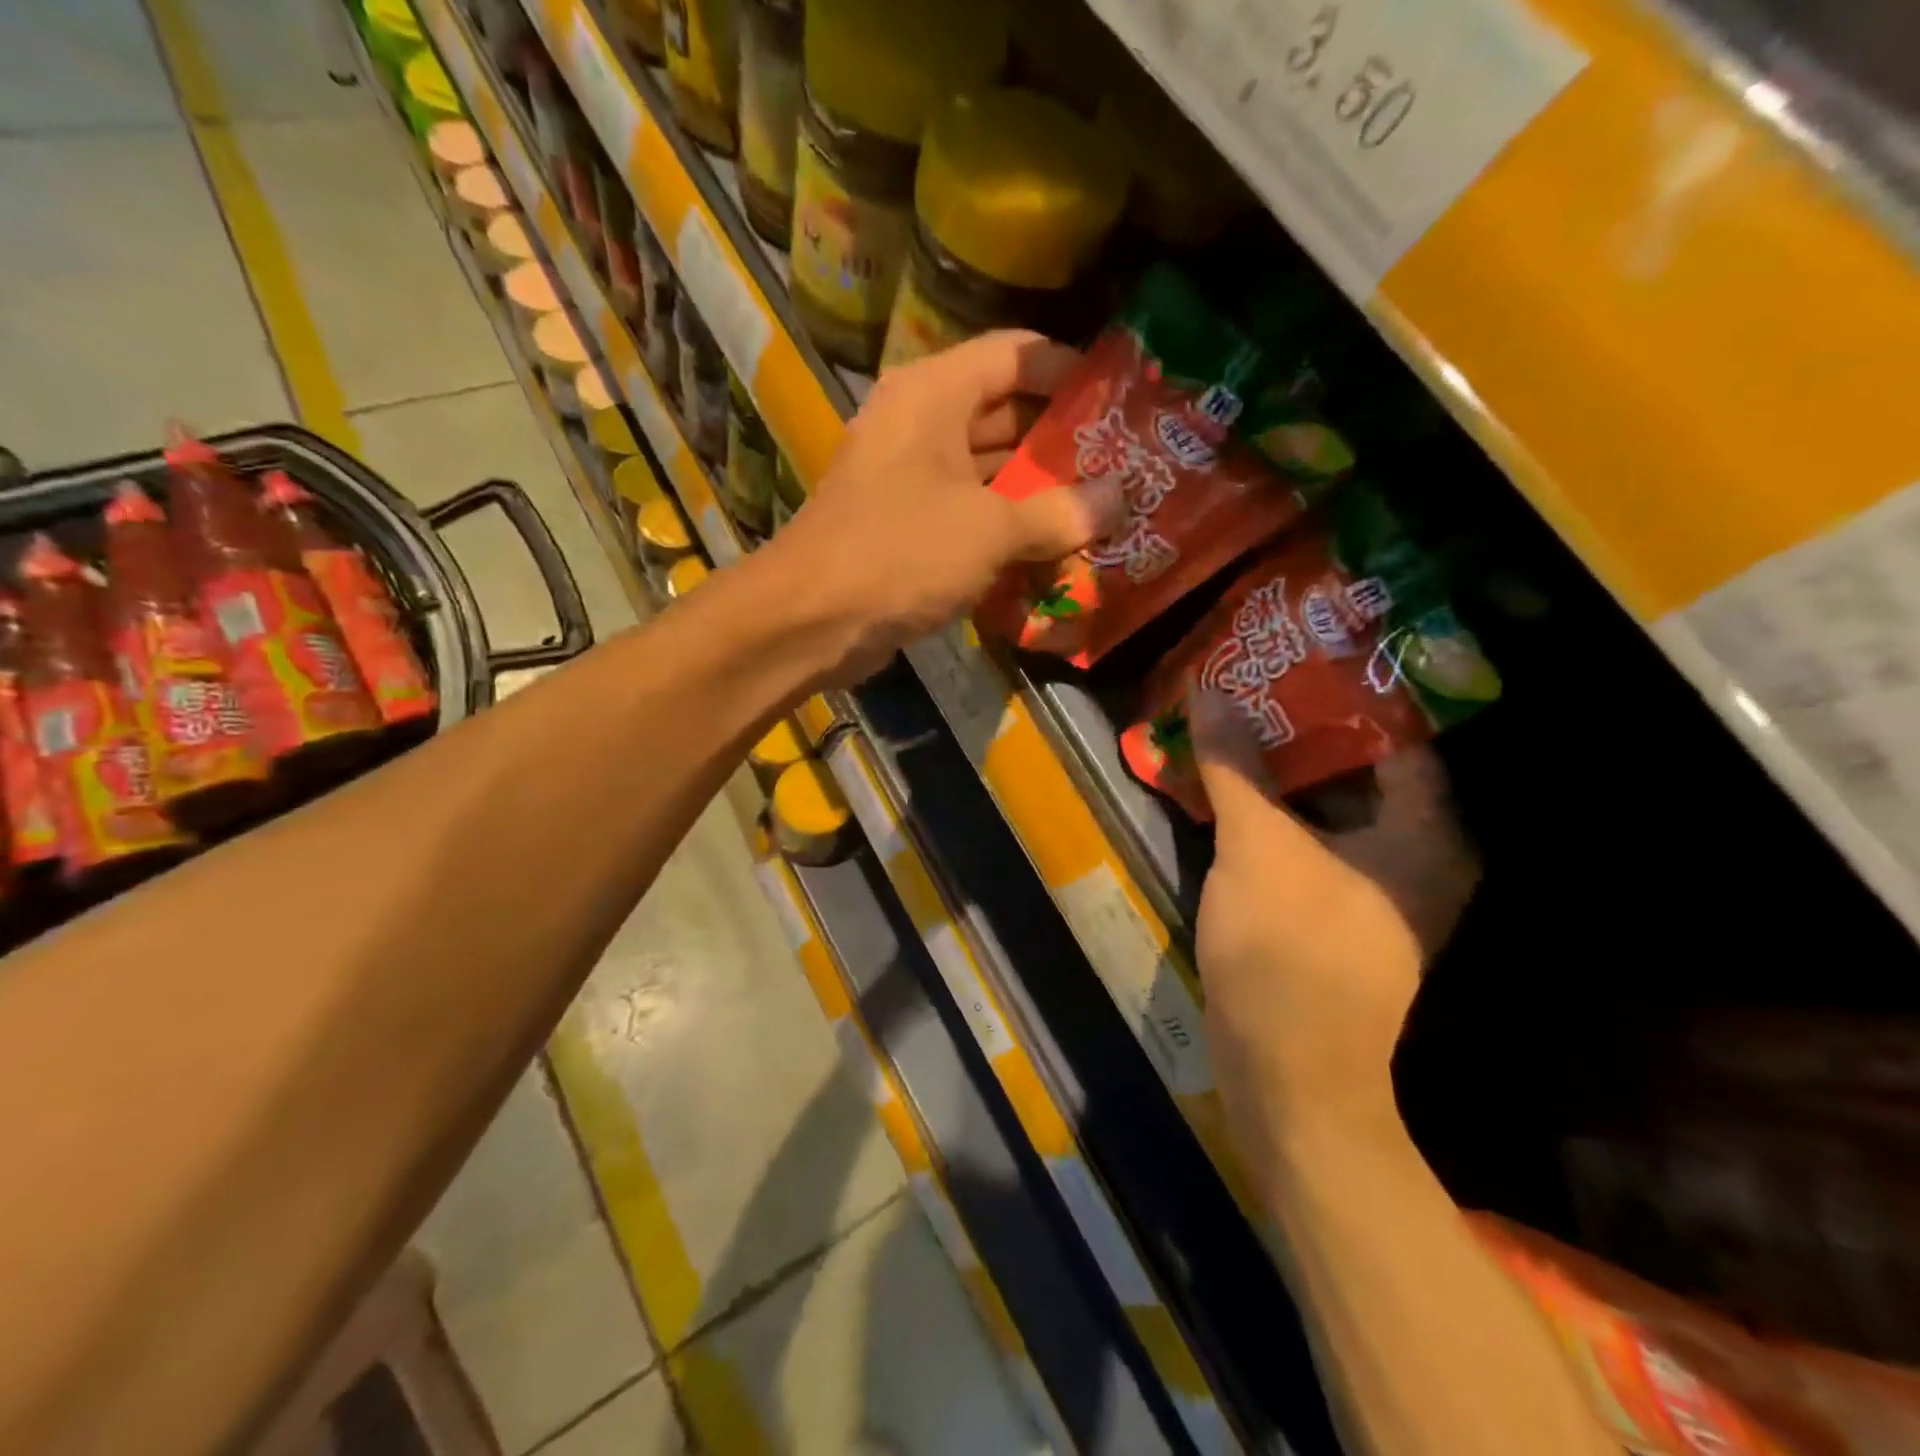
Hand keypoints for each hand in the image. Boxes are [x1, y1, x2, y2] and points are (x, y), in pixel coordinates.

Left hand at [764, 331, 1122, 684]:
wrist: (812, 620)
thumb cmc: (900, 552)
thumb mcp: (990, 529)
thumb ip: (1059, 512)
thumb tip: (1118, 499)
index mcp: (934, 394)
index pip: (1014, 354)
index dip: (1069, 369)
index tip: (1119, 399)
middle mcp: (918, 424)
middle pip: (1003, 413)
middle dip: (1060, 441)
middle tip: (1121, 464)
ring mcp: (907, 478)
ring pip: (986, 470)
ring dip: (1036, 491)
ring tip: (1098, 509)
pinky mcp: (903, 526)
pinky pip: (966, 514)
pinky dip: (1003, 529)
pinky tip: (1049, 551)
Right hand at [1191, 690, 1478, 1138]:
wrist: (1286, 1069)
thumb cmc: (1289, 947)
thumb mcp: (1258, 845)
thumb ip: (1235, 766)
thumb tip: (1210, 690)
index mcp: (1425, 834)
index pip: (1399, 735)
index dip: (1351, 692)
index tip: (1302, 656)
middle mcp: (1415, 857)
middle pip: (1360, 770)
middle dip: (1306, 727)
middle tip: (1258, 683)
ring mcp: (1374, 889)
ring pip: (1330, 807)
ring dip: (1285, 770)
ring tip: (1238, 721)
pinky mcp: (1336, 912)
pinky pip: (1312, 840)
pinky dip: (1278, 812)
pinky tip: (1233, 787)